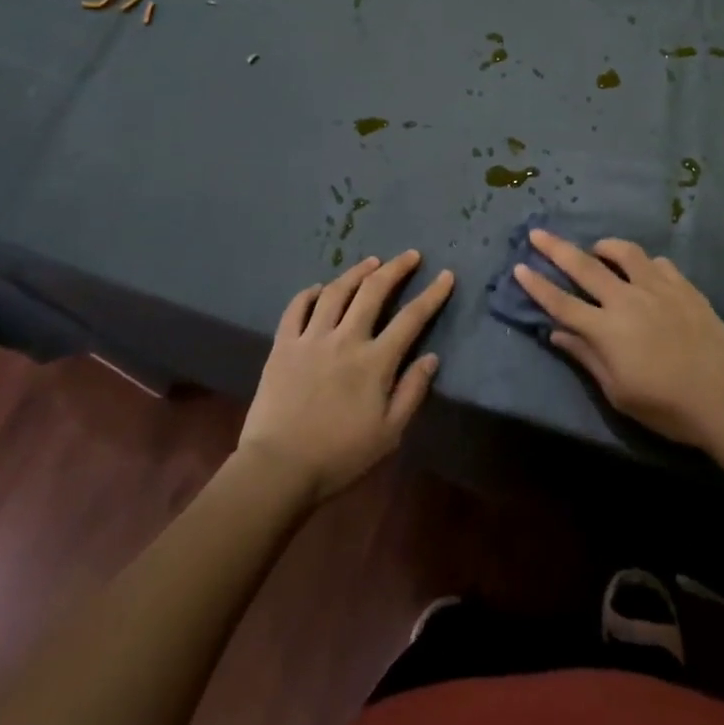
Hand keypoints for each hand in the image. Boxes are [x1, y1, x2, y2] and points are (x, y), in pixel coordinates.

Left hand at [238, 251, 452, 502]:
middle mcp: (345, 339)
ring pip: (336, 291)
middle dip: (395, 268)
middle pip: (373, 291)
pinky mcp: (283, 345)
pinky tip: (321, 288)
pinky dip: (310, 293)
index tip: (445, 275)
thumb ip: (412, 392)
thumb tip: (431, 358)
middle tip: (410, 255)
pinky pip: (297, 307)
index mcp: (375, 361)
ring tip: (371, 262)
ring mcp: (311, 339)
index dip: (432, 294)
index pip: (411, 318)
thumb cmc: (339, 456)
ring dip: (357, 272)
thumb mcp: (389, 433)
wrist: (278, 469)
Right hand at [514, 230, 723, 448]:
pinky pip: (658, 263)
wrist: (722, 399)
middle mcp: (627, 300)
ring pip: (624, 253)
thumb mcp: (617, 392)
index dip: (537, 285)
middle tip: (537, 232)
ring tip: (597, 250)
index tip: (519, 267)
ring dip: (604, 247)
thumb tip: (557, 333)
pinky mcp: (684, 286)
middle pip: (584, 266)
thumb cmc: (664, 406)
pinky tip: (644, 273)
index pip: (561, 303)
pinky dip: (644, 264)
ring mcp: (657, 288)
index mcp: (606, 329)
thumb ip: (586, 356)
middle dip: (556, 248)